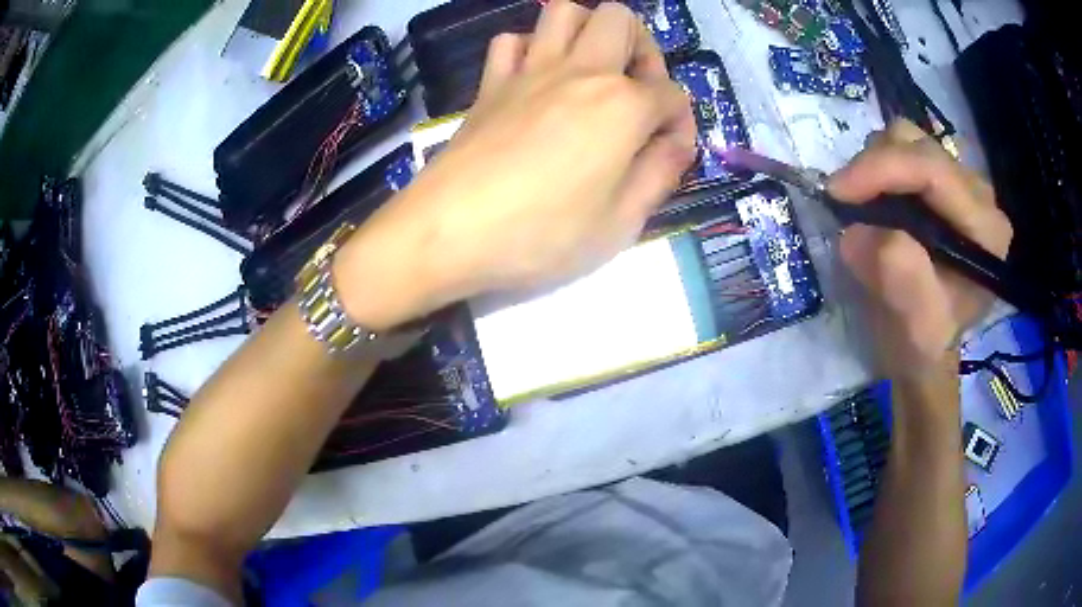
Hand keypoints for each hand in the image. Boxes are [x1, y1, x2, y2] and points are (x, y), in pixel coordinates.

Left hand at [335, 0, 695, 330]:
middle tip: (637, 91)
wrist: (447, 232)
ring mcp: (528, 71)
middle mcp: (580, 72)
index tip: (670, 155)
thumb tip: (678, 144)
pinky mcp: (490, 85)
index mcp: (622, 105)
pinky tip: (536, 79)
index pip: (672, 95)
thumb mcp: (621, 223)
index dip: (681, 123)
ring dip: (587, 32)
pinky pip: (510, 42)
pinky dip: (530, 49)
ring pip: (562, 12)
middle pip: (619, 19)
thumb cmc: (541, 236)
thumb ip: (659, 174)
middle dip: (642, 49)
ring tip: (592, 73)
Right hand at [829, 120, 1012, 379]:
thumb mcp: (915, 329)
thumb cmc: (923, 345)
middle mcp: (980, 197)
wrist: (925, 348)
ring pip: (908, 139)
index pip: (933, 171)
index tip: (836, 191)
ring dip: (875, 166)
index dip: (882, 169)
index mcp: (985, 231)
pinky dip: (879, 168)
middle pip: (919, 145)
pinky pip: (904, 150)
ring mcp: (961, 184)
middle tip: (846, 203)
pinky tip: (875, 202)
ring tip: (862, 206)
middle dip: (875, 167)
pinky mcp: (943, 182)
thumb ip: (901, 280)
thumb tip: (859, 231)